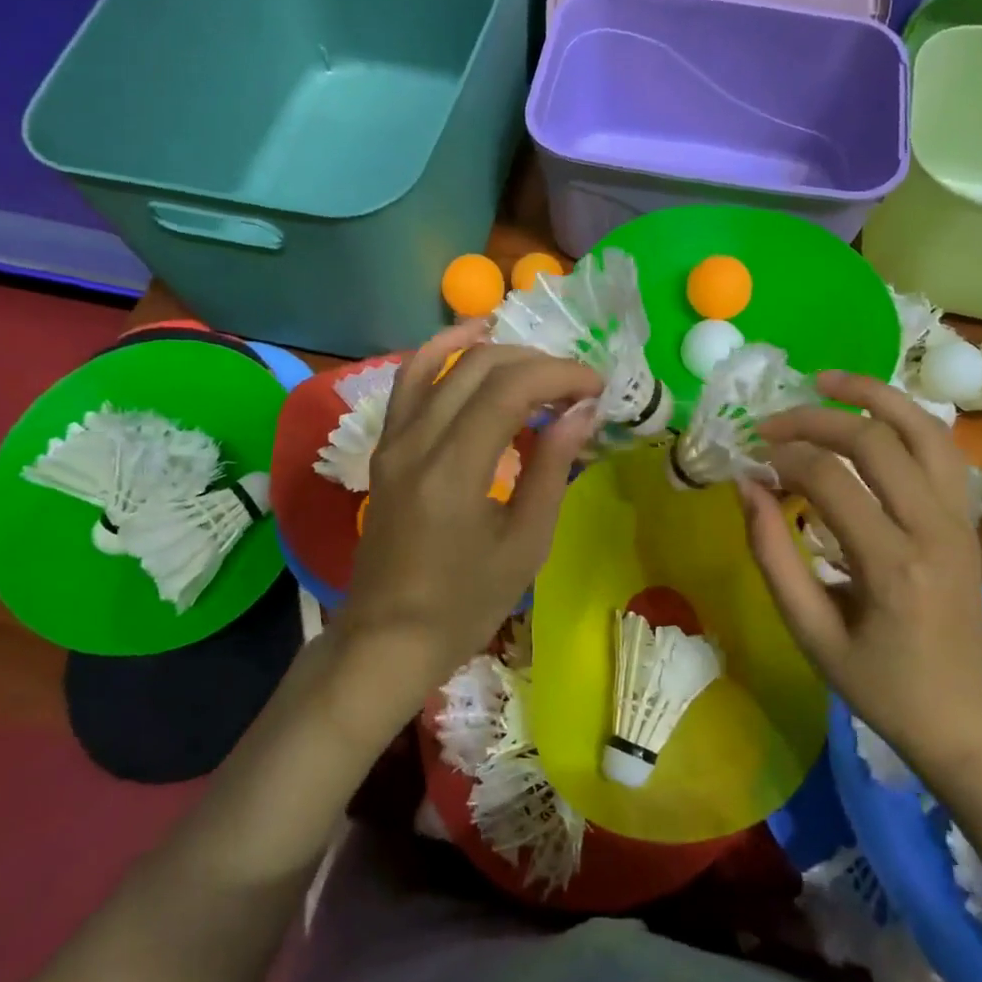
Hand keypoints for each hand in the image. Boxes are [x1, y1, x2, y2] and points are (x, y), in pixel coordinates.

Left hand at [337, 323, 602, 716]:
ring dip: (492, 350)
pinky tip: (469, 343)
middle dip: (536, 363)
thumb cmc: (465, 604)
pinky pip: (410, 382)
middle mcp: (416, 441)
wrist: (388, 638)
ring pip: (440, 362)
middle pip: (477, 366)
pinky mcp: (385, 447)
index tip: (596, 388)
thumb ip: (552, 469)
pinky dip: (440, 353)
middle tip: (575, 386)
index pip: (509, 388)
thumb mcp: (525, 544)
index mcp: (453, 470)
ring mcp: (393, 440)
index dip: (559, 375)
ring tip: (535, 358)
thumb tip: (582, 413)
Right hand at [737, 371, 981, 773]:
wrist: (964, 716)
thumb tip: (747, 486)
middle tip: (771, 422)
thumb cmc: (879, 683)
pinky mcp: (966, 518)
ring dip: (873, 395)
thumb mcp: (810, 632)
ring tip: (825, 380)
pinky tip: (869, 413)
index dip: (785, 458)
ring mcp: (960, 519)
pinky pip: (940, 448)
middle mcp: (935, 530)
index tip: (753, 458)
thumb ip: (773, 555)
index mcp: (893, 568)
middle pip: (877, 441)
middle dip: (816, 419)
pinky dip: (903, 418)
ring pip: (924, 429)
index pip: (832, 482)